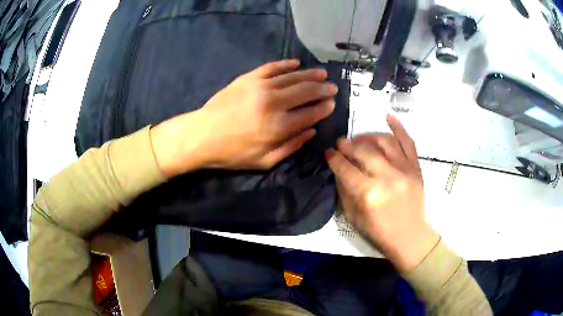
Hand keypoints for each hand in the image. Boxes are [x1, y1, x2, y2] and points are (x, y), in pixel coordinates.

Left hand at [151, 59, 337, 176]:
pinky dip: (286, 64)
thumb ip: (291, 146)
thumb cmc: (233, 153)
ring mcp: (260, 86)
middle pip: (306, 92)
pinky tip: (296, 63)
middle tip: (333, 88)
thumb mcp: (264, 161)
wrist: (202, 135)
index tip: (332, 104)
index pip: (310, 113)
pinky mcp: (248, 77)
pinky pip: (272, 67)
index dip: (324, 108)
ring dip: (310, 75)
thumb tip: (312, 131)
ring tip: (322, 75)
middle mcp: (273, 103)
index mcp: (278, 127)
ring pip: (293, 77)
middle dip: (323, 90)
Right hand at [325, 115, 438, 271]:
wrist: (409, 237)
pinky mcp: (416, 167)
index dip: (334, 158)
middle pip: (363, 151)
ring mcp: (404, 169)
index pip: (345, 168)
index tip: (329, 153)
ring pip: (383, 141)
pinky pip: (408, 141)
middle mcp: (387, 177)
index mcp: (368, 194)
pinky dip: (398, 127)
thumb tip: (339, 169)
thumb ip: (344, 190)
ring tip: (359, 138)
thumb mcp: (353, 217)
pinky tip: (388, 117)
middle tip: (341, 143)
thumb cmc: (379, 233)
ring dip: (367, 136)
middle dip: (348, 145)